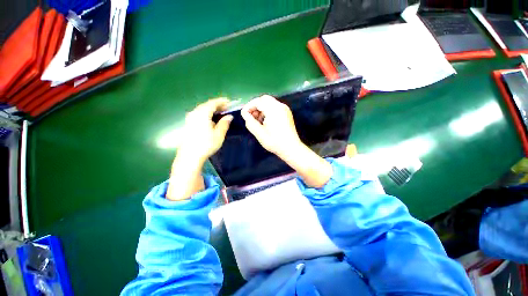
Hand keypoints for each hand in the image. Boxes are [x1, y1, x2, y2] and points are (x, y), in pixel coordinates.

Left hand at [167, 98, 231, 200]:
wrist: (190, 155)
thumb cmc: (206, 144)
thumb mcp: (219, 134)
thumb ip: (224, 123)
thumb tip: (229, 116)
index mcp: (203, 113)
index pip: (213, 103)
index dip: (222, 101)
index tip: (229, 102)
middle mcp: (195, 113)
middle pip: (207, 105)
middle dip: (217, 105)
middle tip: (226, 108)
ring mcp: (190, 118)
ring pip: (202, 109)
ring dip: (212, 109)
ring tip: (220, 113)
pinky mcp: (188, 124)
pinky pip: (199, 114)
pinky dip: (207, 114)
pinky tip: (211, 119)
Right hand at [240, 95, 302, 156]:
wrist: (291, 148)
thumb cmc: (275, 142)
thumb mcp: (259, 133)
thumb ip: (250, 122)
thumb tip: (245, 114)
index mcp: (273, 109)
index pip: (258, 101)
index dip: (249, 106)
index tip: (244, 115)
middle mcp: (280, 106)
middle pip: (264, 99)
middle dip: (255, 106)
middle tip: (250, 116)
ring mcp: (285, 109)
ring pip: (269, 103)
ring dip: (261, 109)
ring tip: (257, 120)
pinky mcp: (287, 113)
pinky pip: (274, 107)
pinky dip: (267, 111)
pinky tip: (265, 121)